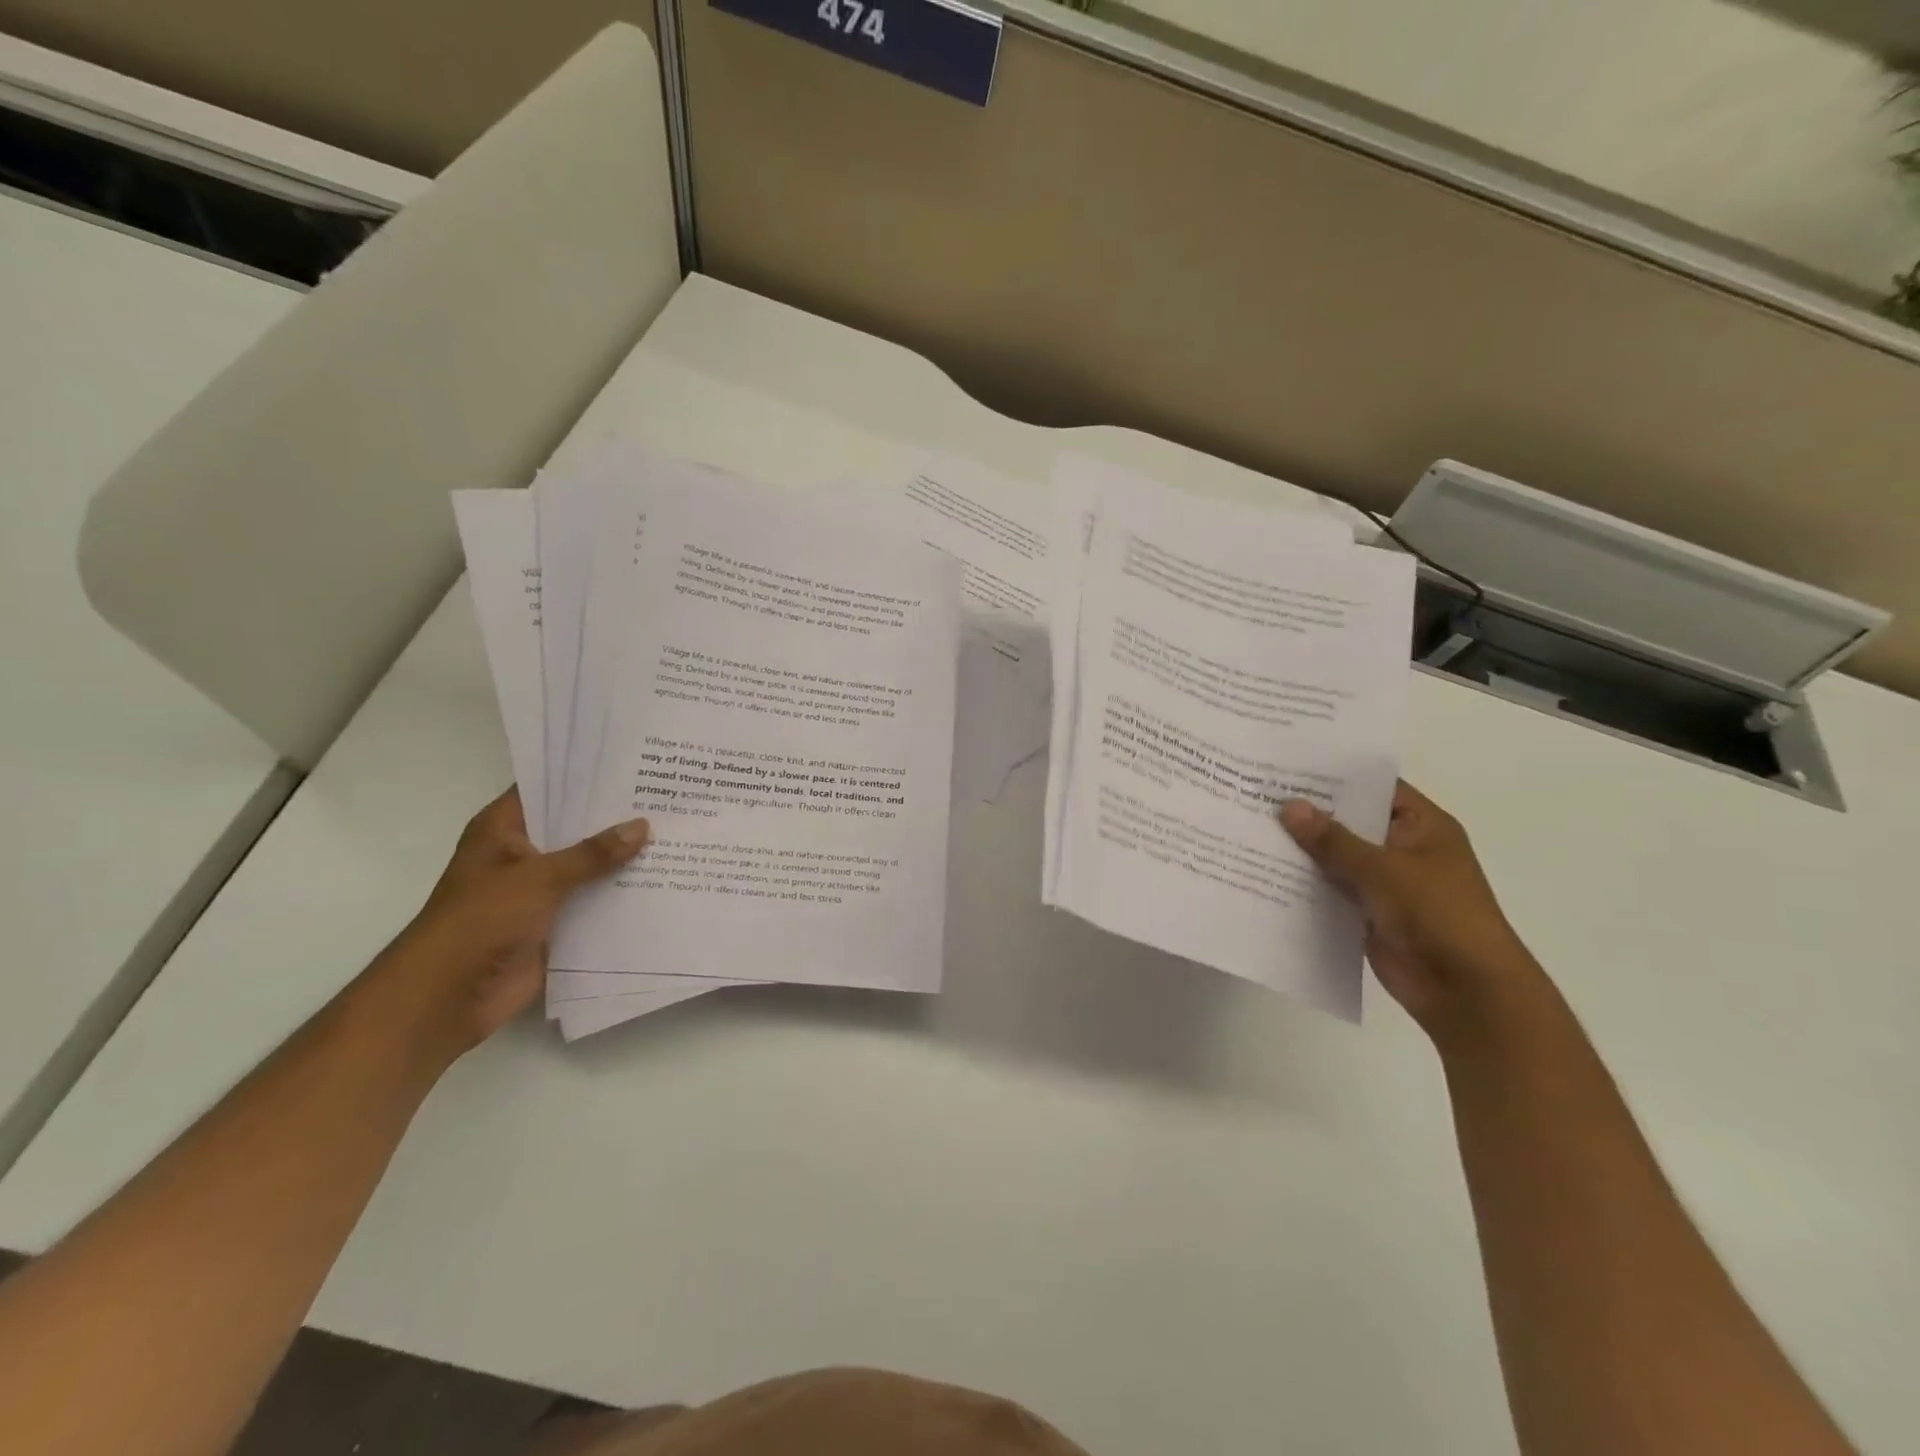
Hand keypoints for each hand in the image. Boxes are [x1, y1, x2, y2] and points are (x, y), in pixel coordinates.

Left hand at [363, 790, 648, 1062]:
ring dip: (622, 859)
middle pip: (574, 827)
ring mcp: (538, 890)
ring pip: (588, 866)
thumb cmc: (481, 921)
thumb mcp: (539, 878)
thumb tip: (642, 826)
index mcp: (504, 830)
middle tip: (667, 797)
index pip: (548, 788)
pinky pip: (593, 902)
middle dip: (616, 818)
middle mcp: (522, 854)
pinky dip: (620, 896)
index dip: (586, 776)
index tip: (633, 763)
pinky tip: (662, 882)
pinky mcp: (553, 923)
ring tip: (675, 834)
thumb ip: (592, 853)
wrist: (447, 998)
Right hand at [1280, 782, 1540, 1039]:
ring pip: (1336, 858)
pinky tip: (1264, 871)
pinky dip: (1304, 884)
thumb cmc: (1437, 915)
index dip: (1334, 777)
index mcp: (1422, 827)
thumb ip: (1332, 839)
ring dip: (1302, 850)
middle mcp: (1403, 849)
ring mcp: (1385, 883)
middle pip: (1350, 822)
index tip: (1287, 766)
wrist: (1466, 992)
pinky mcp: (1368, 914)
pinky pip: (1330, 891)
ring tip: (1250, 828)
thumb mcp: (1382, 869)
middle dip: (1309, 814)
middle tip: (1257, 794)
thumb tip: (1289, 806)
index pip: (1374, 788)